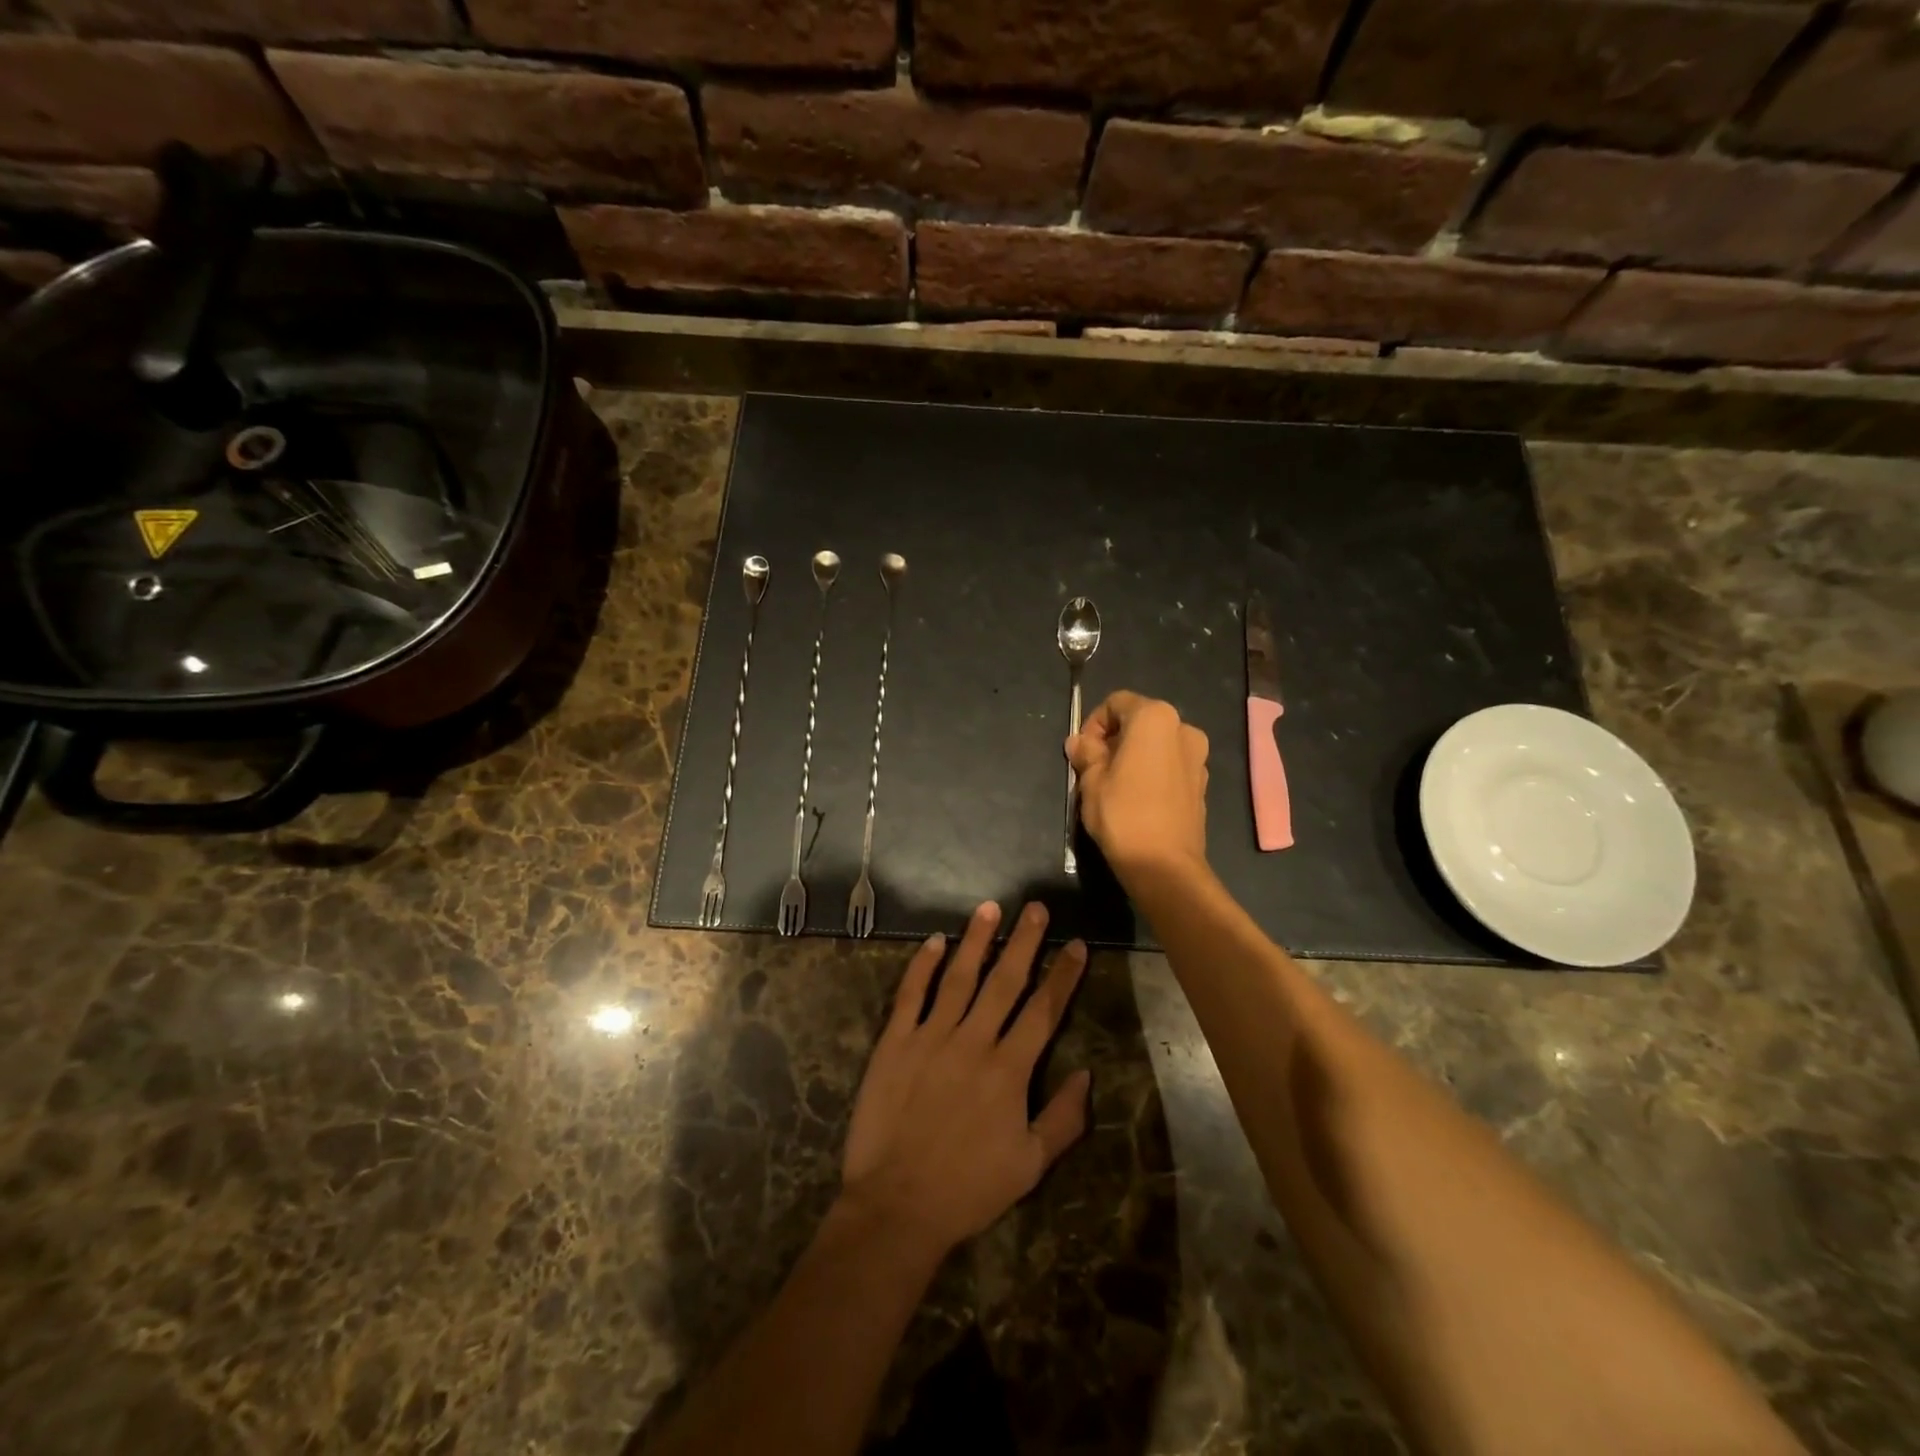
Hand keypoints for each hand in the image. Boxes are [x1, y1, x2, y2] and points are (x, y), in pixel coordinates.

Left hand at [839, 902, 1090, 1259]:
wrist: (897, 1206)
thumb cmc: (968, 1189)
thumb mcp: (1030, 1165)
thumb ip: (1064, 1119)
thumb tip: (1087, 1073)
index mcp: (1009, 1070)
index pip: (1044, 1011)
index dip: (1062, 975)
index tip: (1075, 944)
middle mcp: (973, 1042)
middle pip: (1005, 982)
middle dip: (1025, 942)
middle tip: (1037, 907)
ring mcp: (930, 1037)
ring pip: (959, 977)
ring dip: (976, 941)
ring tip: (990, 908)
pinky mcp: (894, 1042)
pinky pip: (911, 995)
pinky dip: (922, 965)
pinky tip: (933, 941)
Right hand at [1067, 690, 1209, 886]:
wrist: (1164, 865)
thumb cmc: (1123, 813)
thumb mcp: (1091, 780)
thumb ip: (1086, 753)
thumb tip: (1079, 742)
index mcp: (1155, 718)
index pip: (1116, 702)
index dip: (1094, 723)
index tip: (1083, 752)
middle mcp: (1183, 728)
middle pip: (1139, 721)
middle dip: (1114, 739)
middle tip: (1094, 769)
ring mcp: (1198, 757)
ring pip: (1156, 744)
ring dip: (1133, 756)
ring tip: (1114, 785)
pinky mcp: (1202, 783)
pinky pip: (1170, 765)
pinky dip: (1152, 771)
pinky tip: (1136, 799)